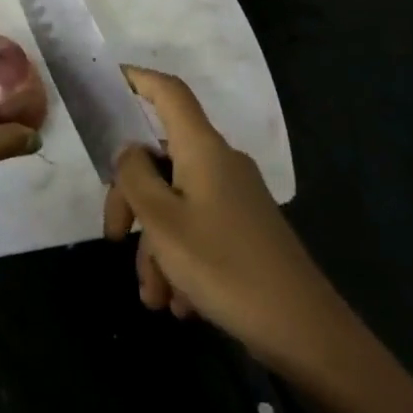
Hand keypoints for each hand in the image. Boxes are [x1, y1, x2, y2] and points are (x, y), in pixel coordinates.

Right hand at [104, 66, 352, 379]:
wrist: (307, 333)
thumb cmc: (225, 267)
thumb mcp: (162, 221)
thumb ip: (134, 176)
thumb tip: (128, 151)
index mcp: (203, 149)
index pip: (169, 92)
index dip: (137, 79)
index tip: (105, 83)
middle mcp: (219, 165)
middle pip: (159, 159)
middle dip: (130, 201)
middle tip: (114, 239)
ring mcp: (233, 198)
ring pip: (173, 204)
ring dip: (154, 246)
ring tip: (154, 296)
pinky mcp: (242, 230)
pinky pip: (195, 230)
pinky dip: (178, 259)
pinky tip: (178, 301)